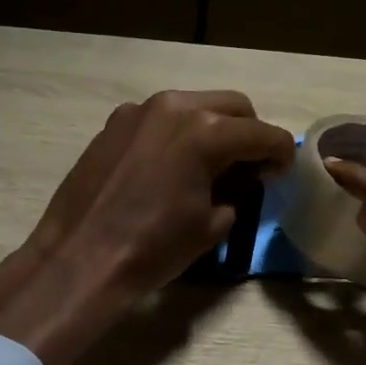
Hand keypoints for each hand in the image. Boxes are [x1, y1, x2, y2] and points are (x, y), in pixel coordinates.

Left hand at [0, 91, 293, 364]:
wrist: (82, 258)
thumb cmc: (154, 248)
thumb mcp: (212, 226)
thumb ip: (237, 192)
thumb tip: (240, 179)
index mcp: (207, 132)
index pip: (264, 134)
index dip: (282, 154)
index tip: (283, 173)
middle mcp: (175, 107)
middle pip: (234, 107)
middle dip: (250, 134)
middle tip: (251, 167)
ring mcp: (139, 111)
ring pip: (195, 105)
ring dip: (214, 128)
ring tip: (212, 165)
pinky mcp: (114, 123)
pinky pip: (160, 118)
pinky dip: (178, 133)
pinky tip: (171, 166)